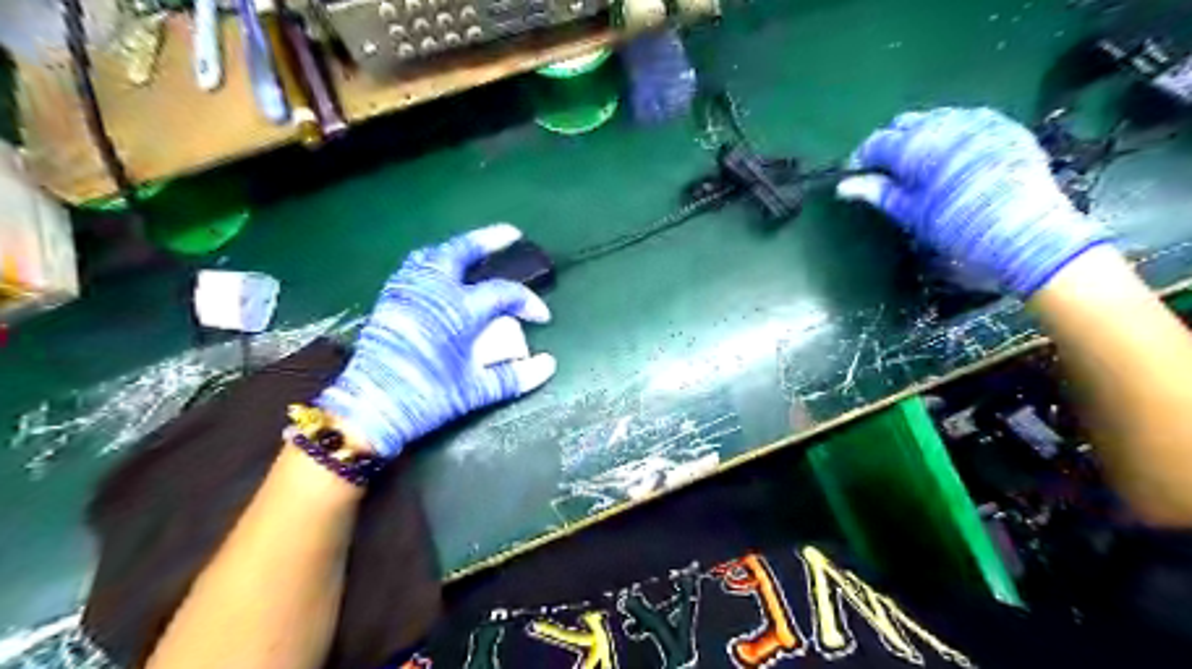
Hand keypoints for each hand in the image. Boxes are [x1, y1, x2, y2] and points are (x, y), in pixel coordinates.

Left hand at [316, 222, 558, 456]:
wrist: (370, 408)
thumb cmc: (427, 397)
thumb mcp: (475, 390)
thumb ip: (515, 376)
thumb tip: (549, 365)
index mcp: (458, 310)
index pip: (504, 293)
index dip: (528, 302)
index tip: (542, 318)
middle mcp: (433, 290)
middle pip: (463, 250)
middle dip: (489, 239)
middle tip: (511, 234)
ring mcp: (408, 291)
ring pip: (434, 254)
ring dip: (459, 248)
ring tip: (475, 251)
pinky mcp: (391, 300)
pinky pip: (415, 268)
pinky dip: (434, 261)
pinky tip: (441, 274)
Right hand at [836, 106, 1108, 293]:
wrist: (1026, 235)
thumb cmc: (957, 228)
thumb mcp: (911, 214)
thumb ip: (877, 193)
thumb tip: (844, 186)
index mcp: (917, 146)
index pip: (877, 142)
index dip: (862, 158)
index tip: (856, 175)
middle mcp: (945, 123)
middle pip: (905, 123)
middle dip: (891, 143)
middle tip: (886, 172)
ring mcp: (979, 121)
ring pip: (936, 118)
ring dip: (921, 136)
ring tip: (918, 164)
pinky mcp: (1004, 127)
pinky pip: (966, 121)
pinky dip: (950, 135)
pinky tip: (951, 157)